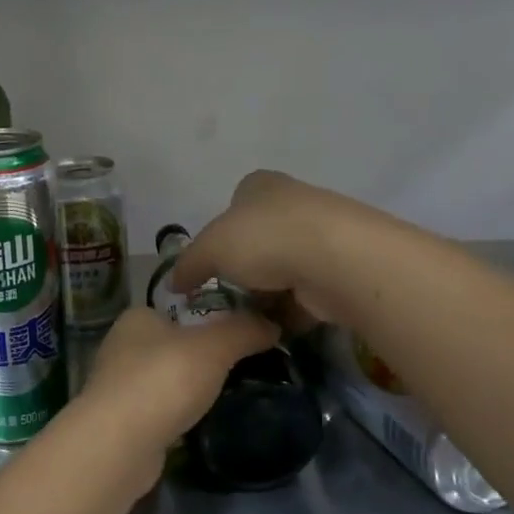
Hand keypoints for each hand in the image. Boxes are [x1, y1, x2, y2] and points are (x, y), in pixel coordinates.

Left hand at [72, 306, 277, 482]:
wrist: (120, 444)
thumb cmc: (164, 380)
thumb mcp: (214, 346)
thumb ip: (244, 330)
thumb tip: (273, 324)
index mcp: (137, 318)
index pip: (179, 309)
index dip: (211, 320)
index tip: (243, 336)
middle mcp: (122, 346)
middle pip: (174, 346)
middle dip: (204, 358)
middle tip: (244, 370)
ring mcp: (118, 386)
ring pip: (167, 381)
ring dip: (190, 390)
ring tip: (228, 398)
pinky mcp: (122, 422)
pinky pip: (160, 411)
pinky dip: (179, 416)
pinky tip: (201, 424)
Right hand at [169, 171, 361, 327]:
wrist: (337, 260)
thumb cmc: (264, 239)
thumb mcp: (210, 249)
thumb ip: (188, 265)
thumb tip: (174, 285)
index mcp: (260, 186)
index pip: (234, 204)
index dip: (219, 234)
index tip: (211, 263)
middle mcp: (292, 203)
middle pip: (258, 239)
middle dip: (244, 268)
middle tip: (226, 295)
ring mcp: (320, 236)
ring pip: (282, 268)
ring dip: (267, 293)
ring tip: (248, 318)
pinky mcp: (339, 269)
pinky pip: (306, 293)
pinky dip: (291, 310)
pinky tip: (275, 327)